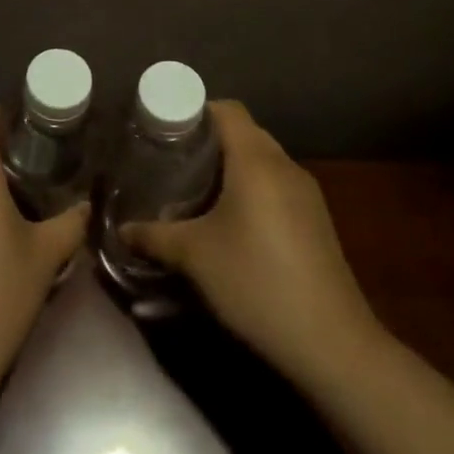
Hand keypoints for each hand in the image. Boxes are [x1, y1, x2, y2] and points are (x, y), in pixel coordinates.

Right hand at [123, 101, 380, 387]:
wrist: (332, 344)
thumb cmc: (256, 282)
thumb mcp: (194, 257)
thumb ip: (153, 236)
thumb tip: (121, 230)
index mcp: (256, 159)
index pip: (226, 109)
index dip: (195, 111)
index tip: (165, 130)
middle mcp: (284, 165)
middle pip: (244, 132)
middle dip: (208, 141)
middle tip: (173, 161)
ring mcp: (306, 194)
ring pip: (262, 160)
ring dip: (232, 167)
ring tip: (197, 191)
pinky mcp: (317, 221)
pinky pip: (277, 186)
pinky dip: (252, 189)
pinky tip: (233, 223)